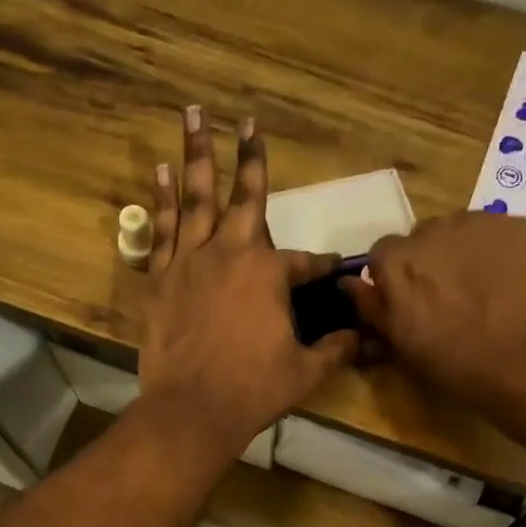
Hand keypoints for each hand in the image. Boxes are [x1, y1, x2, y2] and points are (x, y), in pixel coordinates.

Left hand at [139, 108, 358, 459]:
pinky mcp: (161, 280)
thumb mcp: (305, 372)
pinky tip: (161, 173)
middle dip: (250, 157)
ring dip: (196, 156)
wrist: (192, 410)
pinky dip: (162, 200)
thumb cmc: (253, 390)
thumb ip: (335, 348)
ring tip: (193, 116)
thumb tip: (364, 337)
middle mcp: (230, 254)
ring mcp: (190, 263)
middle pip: (245, 198)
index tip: (332, 267)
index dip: (321, 265)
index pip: (304, 261)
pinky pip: (163, 230)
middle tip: (249, 121)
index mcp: (269, 274)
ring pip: (195, 199)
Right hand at [341, 212, 525, 409]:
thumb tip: (347, 283)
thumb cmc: (457, 364)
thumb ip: (371, 307)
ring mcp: (480, 224)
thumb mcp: (401, 344)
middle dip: (429, 261)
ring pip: (461, 231)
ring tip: (483, 289)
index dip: (395, 277)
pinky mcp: (520, 226)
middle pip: (423, 238)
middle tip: (448, 298)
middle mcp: (433, 231)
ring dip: (463, 252)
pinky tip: (511, 283)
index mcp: (397, 263)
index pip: (382, 254)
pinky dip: (499, 251)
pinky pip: (499, 233)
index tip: (409, 302)